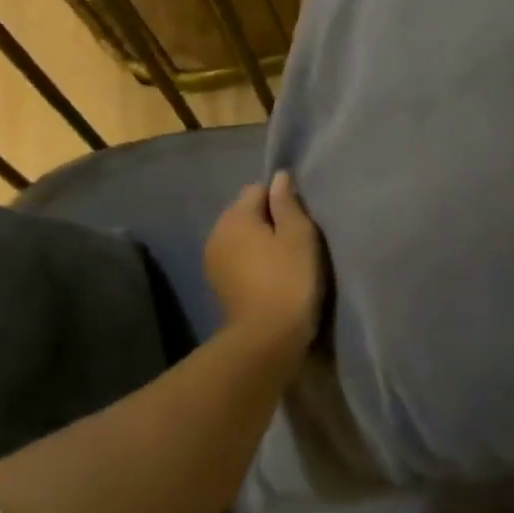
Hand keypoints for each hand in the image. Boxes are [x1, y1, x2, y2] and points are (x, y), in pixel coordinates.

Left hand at [203, 170, 322, 364]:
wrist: (267, 335)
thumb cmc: (289, 279)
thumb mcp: (299, 236)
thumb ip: (287, 204)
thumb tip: (279, 177)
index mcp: (235, 217)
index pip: (257, 190)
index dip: (281, 201)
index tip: (300, 221)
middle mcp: (216, 233)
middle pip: (245, 214)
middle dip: (267, 221)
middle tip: (296, 242)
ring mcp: (213, 261)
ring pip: (240, 238)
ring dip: (259, 243)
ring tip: (284, 261)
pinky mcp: (218, 284)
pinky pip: (237, 260)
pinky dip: (251, 262)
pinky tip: (270, 278)